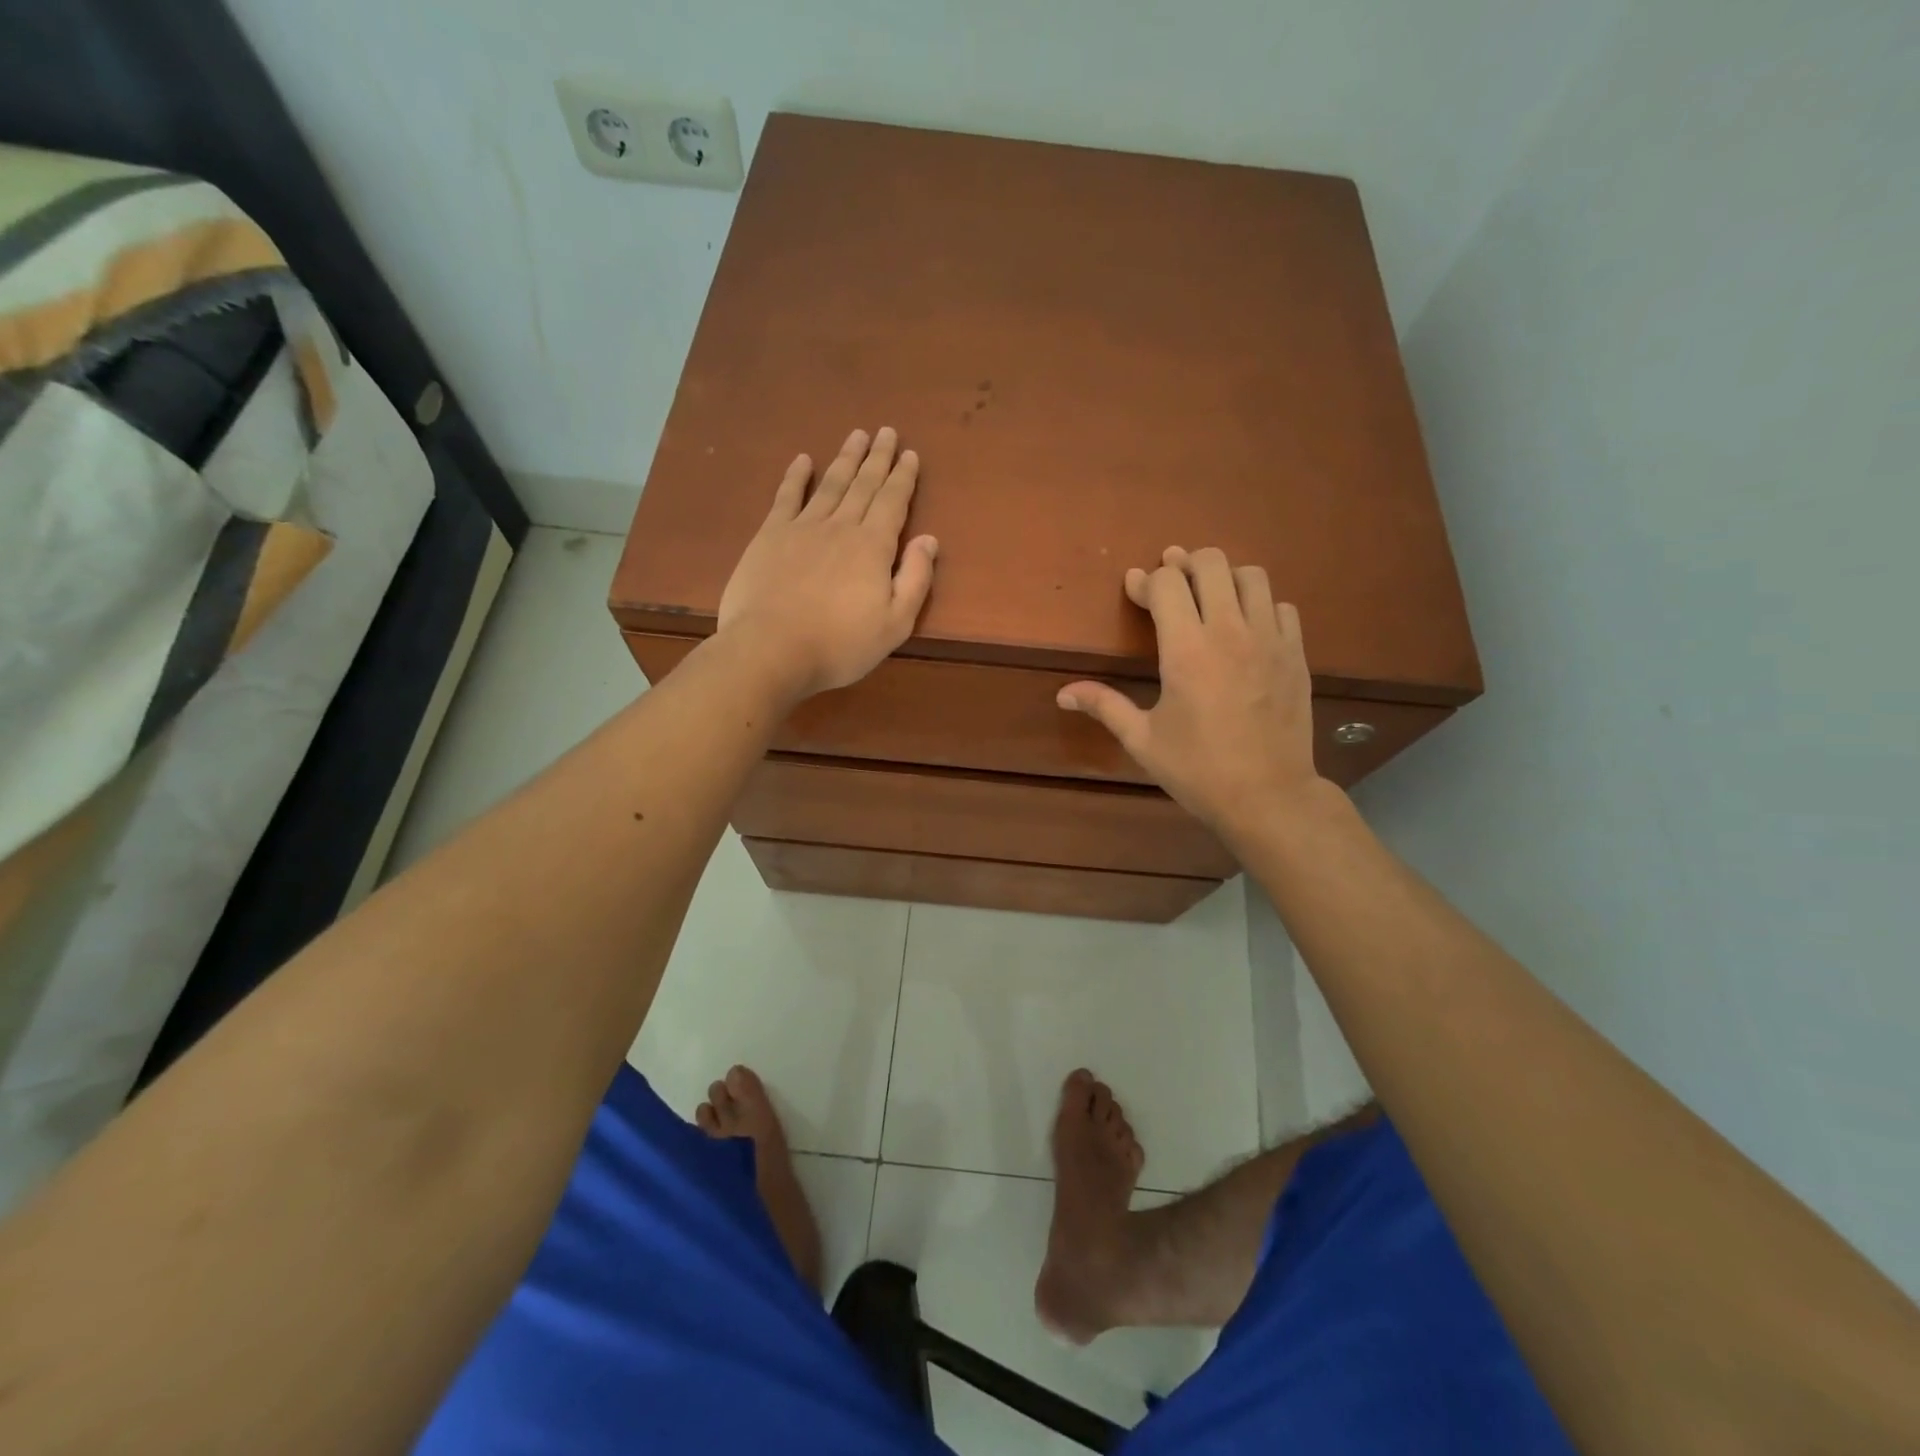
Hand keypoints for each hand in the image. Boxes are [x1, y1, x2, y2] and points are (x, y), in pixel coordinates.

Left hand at [717, 427, 938, 701]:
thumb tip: (929, 539)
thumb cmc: (840, 645)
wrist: (771, 649)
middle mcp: (841, 527)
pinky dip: (796, 476)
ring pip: (830, 484)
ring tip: (857, 435)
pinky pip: (787, 497)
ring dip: (845, 459)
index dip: (903, 477)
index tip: (910, 454)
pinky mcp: (770, 536)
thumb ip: (915, 579)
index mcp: (873, 547)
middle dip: (878, 458)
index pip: (893, 502)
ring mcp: (802, 528)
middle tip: (887, 431)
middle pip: (864, 485)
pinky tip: (803, 460)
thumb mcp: (894, 624)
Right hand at [1057, 547, 1322, 840]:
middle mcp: (1230, 631)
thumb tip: (1062, 694)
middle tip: (1170, 582)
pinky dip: (1260, 604)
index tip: (1135, 590)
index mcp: (1186, 649)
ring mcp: (1269, 639)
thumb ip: (1105, 706)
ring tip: (1209, 597)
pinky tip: (1246, 626)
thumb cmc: (1198, 769)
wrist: (1268, 796)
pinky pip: (1281, 606)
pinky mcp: (1295, 654)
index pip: (1166, 584)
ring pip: (1251, 575)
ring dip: (1225, 577)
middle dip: (1184, 565)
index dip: (1145, 581)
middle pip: (1210, 563)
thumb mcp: (1142, 740)